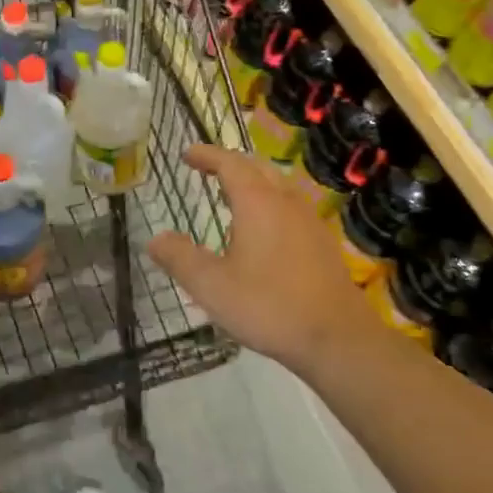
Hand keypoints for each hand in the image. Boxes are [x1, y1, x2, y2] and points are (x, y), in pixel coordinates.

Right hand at [148, 144, 382, 376]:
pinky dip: (270, 203)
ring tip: (234, 195)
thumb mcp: (211, 286)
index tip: (188, 154)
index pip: (230, 164)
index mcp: (258, 203)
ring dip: (254, 182)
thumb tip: (156, 239)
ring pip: (280, 187)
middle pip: (259, 168)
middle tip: (209, 168)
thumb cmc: (268, 306)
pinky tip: (264, 230)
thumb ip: (180, 258)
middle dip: (232, 163)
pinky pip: (291, 208)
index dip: (208, 155)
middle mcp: (286, 203)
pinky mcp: (322, 245)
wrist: (337, 339)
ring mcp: (309, 223)